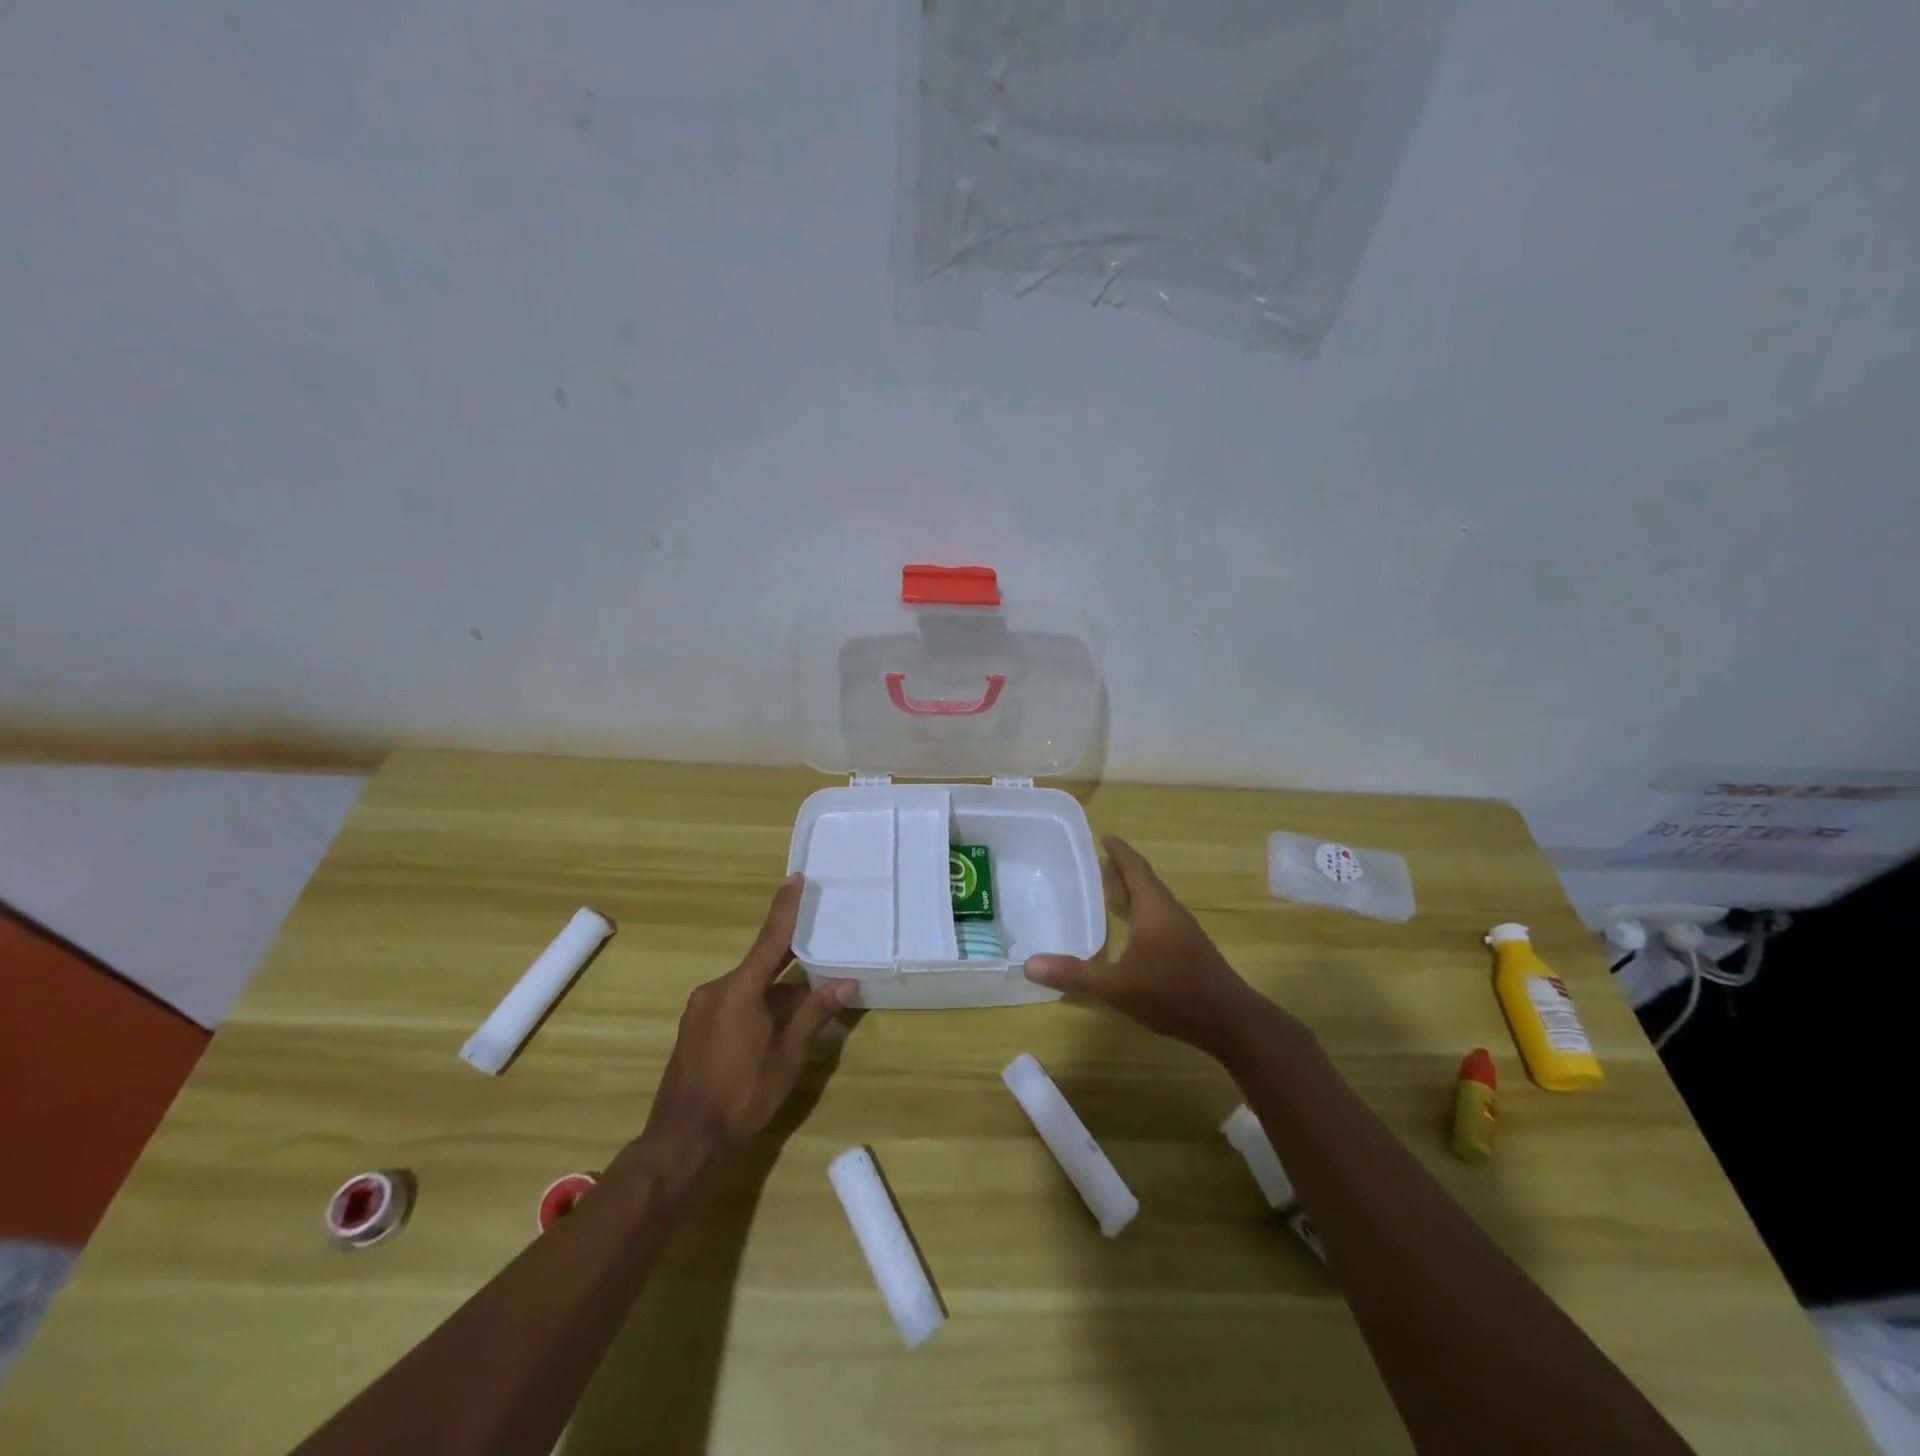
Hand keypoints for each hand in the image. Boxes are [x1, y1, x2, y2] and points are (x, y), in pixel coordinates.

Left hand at [642, 875, 855, 1156]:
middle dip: (792, 974)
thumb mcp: (788, 1055)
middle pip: (763, 969)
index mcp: (740, 989)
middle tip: (822, 971)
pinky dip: (757, 1012)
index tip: (795, 879)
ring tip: (803, 1021)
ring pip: (749, 991)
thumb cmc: (742, 1095)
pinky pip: (733, 1006)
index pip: (771, 938)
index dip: (785, 908)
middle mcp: (716, 990)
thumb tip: (845, 983)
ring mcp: (701, 1009)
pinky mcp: (695, 1029)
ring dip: (776, 1000)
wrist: (683, 1141)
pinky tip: (773, 1037)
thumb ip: (814, 1014)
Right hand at [1024, 835, 1275, 1060]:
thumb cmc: (1172, 993)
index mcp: (1153, 908)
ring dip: (1132, 891)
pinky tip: (1130, 930)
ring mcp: (1182, 931)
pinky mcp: (1188, 949)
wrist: (1230, 1021)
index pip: (1133, 868)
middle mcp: (1169, 911)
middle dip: (1121, 869)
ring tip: (1108, 890)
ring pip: (1153, 901)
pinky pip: (1159, 917)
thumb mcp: (1116, 986)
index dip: (1119, 851)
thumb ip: (1074, 974)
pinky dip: (1140, 911)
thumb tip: (1029, 964)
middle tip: (1096, 861)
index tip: (1104, 835)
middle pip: (1143, 881)